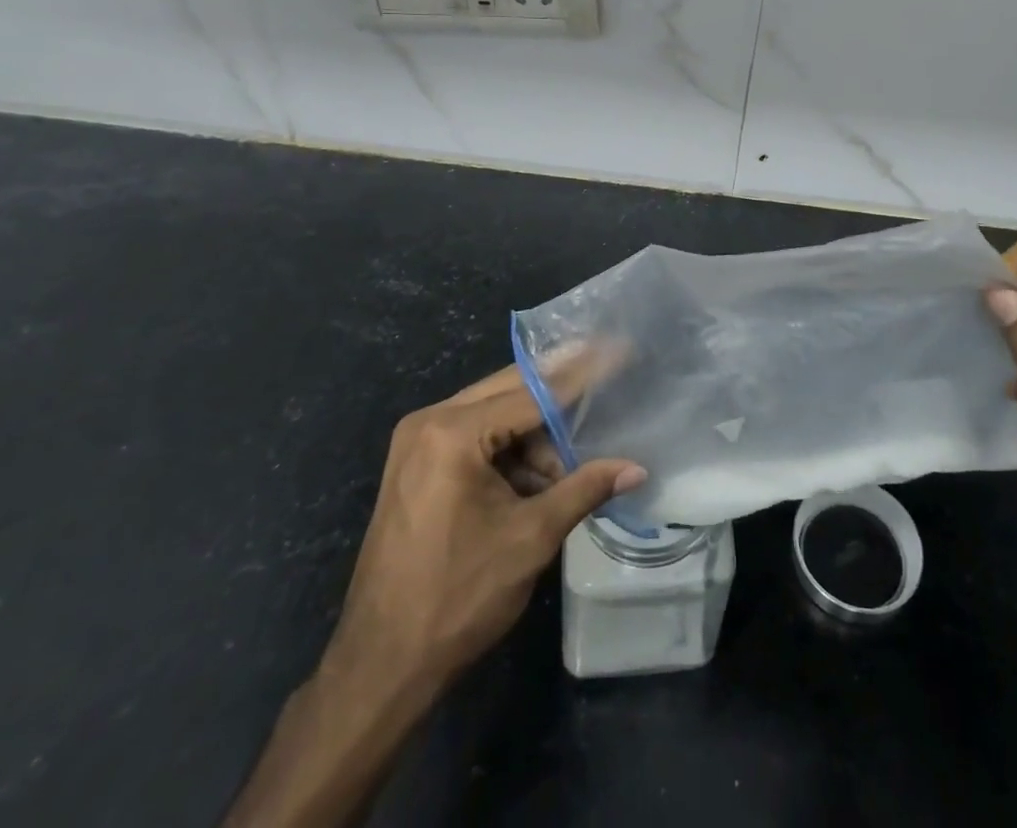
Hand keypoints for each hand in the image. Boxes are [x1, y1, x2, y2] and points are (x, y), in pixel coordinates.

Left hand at [320, 366, 645, 701]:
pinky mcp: (416, 465)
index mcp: (452, 432)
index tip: (618, 348)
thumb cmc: (458, 598)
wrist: (380, 668)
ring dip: (535, 435)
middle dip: (560, 398)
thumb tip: (636, 469)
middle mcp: (429, 422)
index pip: (533, 391)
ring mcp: (417, 443)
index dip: (582, 374)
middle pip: (511, 390)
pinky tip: (535, 482)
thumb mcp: (531, 538)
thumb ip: (584, 489)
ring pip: (495, 414)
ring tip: (566, 474)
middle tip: (607, 380)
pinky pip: (475, 437)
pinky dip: (509, 452)